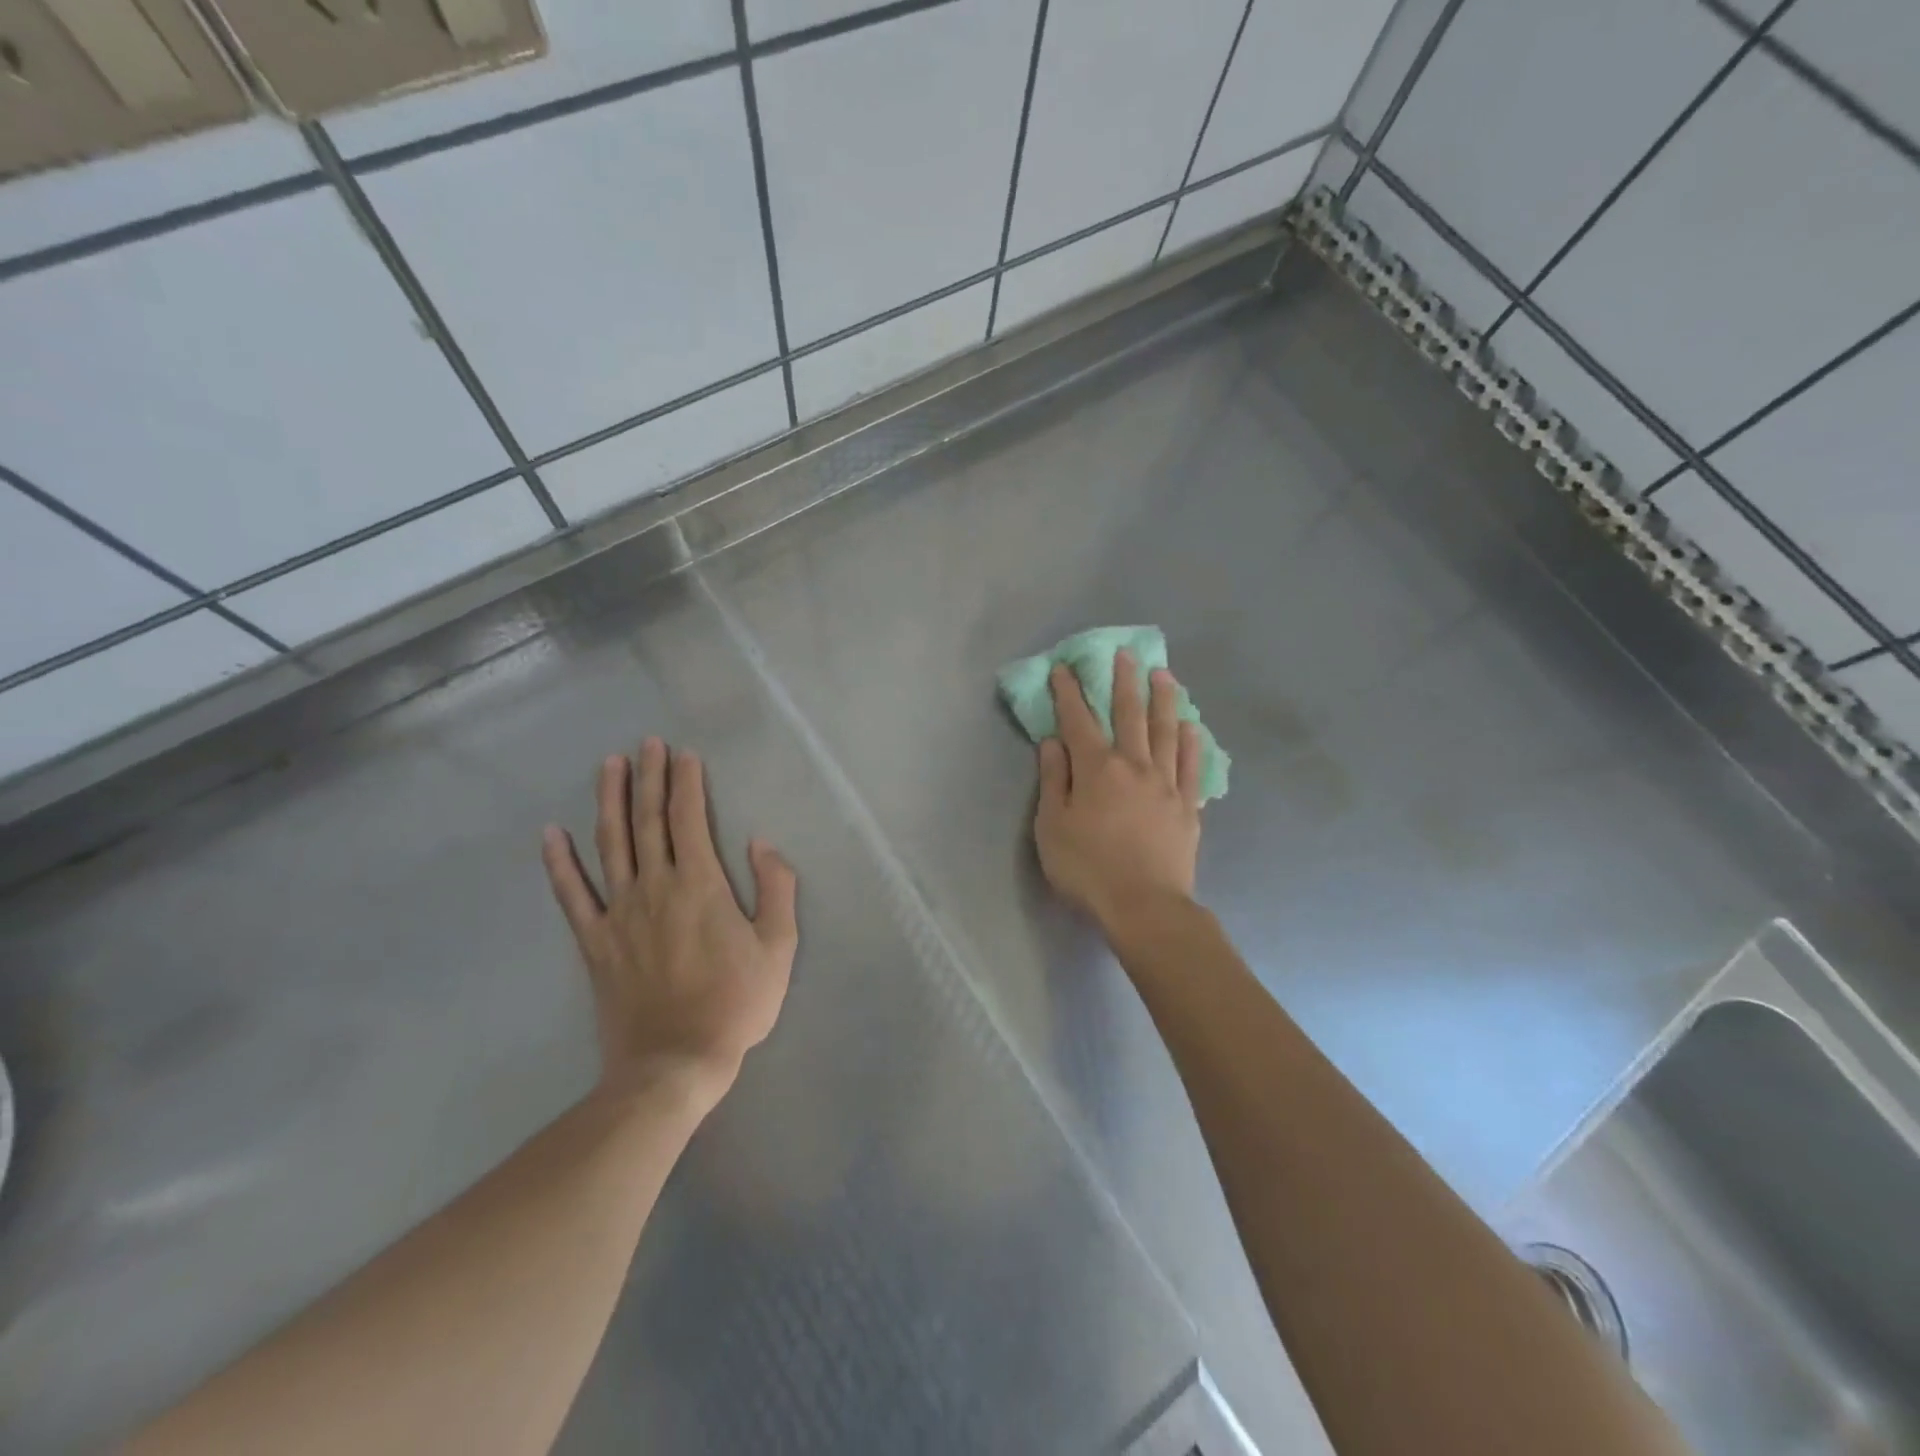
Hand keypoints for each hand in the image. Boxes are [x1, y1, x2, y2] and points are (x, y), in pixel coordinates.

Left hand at [542, 739, 797, 1108]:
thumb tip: (761, 844)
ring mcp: (618, 913)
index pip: (689, 819)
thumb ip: (776, 889)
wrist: (674, 1063)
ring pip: (610, 844)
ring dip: (610, 801)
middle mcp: (655, 887)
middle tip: (648, 743)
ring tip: (609, 766)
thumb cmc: (736, 1003)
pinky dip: (559, 863)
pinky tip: (550, 834)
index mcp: (700, 885)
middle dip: (650, 778)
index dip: (687, 783)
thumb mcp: (779, 947)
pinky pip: (572, 895)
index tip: (685, 754)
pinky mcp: (595, 942)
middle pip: (648, 821)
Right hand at [1034, 650, 1202, 934]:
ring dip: (1163, 700)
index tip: (1065, 668)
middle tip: (1125, 654)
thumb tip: (1054, 742)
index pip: (1078, 720)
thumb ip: (1054, 779)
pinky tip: (1190, 727)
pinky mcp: (1187, 806)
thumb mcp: (1051, 826)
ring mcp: (1166, 784)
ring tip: (1164, 674)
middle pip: (1129, 714)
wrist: (1144, 905)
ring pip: (1165, 731)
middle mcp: (1134, 765)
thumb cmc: (1087, 868)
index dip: (1069, 692)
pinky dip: (1189, 742)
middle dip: (1124, 682)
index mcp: (1096, 768)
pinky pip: (1190, 765)